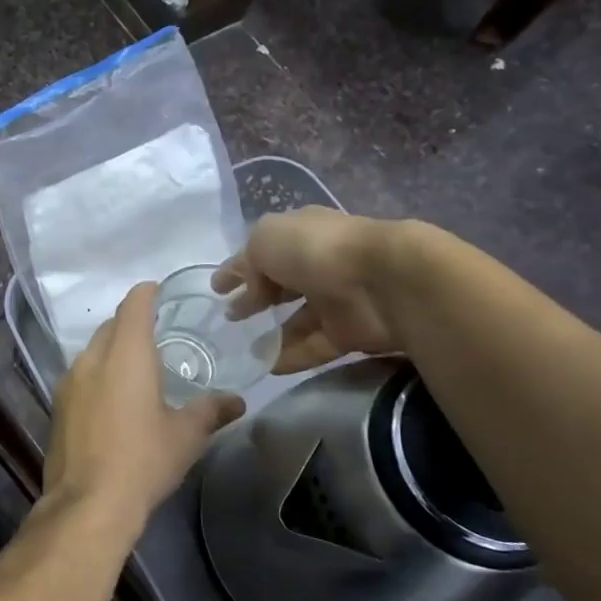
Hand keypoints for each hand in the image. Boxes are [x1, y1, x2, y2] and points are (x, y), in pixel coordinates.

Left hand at [42, 282, 245, 534]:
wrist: (89, 502)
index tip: (159, 292)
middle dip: (131, 323)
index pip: (134, 305)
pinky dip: (98, 374)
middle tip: (157, 334)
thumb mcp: (186, 435)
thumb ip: (211, 410)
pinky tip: (112, 397)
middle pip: (111, 326)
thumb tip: (237, 401)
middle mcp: (92, 357)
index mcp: (126, 354)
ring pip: (92, 350)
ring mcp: (69, 381)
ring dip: (112, 350)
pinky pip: (80, 375)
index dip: (146, 293)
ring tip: (136, 367)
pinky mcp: (57, 405)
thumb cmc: (144, 459)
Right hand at [211, 209, 403, 373]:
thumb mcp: (265, 240)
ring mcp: (336, 299)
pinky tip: (266, 366)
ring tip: (243, 348)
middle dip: (256, 298)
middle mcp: (319, 263)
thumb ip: (248, 263)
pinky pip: (313, 346)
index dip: (238, 267)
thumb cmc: (316, 250)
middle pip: (282, 284)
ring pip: (298, 319)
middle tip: (230, 318)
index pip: (264, 251)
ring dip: (271, 333)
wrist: (384, 281)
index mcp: (301, 234)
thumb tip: (251, 292)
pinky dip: (291, 356)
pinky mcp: (349, 333)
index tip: (217, 288)